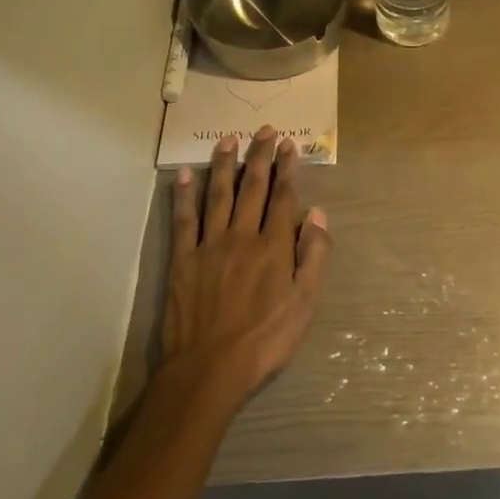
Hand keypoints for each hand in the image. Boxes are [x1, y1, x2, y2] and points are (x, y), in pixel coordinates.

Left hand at [158, 127, 331, 409]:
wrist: (210, 368)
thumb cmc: (266, 340)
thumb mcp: (306, 303)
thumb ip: (314, 256)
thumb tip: (317, 214)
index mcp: (274, 247)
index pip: (283, 198)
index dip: (287, 169)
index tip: (288, 145)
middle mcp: (241, 236)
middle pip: (252, 188)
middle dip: (260, 156)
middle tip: (264, 130)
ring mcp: (208, 246)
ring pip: (217, 195)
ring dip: (224, 165)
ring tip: (228, 140)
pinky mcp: (182, 260)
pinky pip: (183, 219)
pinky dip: (184, 195)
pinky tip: (184, 175)